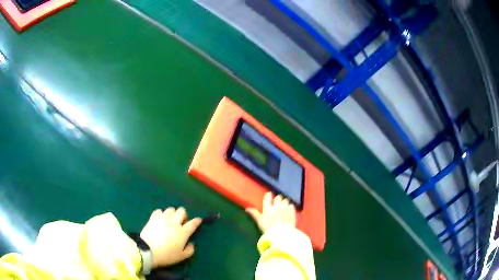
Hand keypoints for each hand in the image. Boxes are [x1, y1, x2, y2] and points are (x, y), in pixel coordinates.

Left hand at [140, 207, 201, 267]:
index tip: (198, 220)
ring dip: (172, 214)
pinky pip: (159, 211)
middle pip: (182, 211)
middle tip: (181, 222)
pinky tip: (160, 219)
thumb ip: (190, 250)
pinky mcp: (153, 218)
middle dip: (183, 215)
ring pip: (171, 209)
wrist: (148, 251)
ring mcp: (163, 218)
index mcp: (183, 232)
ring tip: (170, 220)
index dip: (197, 221)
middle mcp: (174, 222)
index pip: (193, 223)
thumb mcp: (182, 257)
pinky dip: (161, 214)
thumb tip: (192, 244)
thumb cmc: (167, 255)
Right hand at [246, 192, 296, 232]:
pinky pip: (291, 205)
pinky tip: (289, 210)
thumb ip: (254, 214)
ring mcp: (285, 208)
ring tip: (285, 205)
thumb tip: (247, 208)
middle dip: (278, 198)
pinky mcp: (292, 211)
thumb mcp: (260, 222)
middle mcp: (276, 206)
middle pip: (278, 198)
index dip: (269, 195)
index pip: (267, 198)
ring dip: (285, 202)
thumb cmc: (268, 229)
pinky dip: (290, 207)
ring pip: (285, 200)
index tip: (270, 193)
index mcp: (268, 209)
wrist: (282, 234)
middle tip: (279, 201)